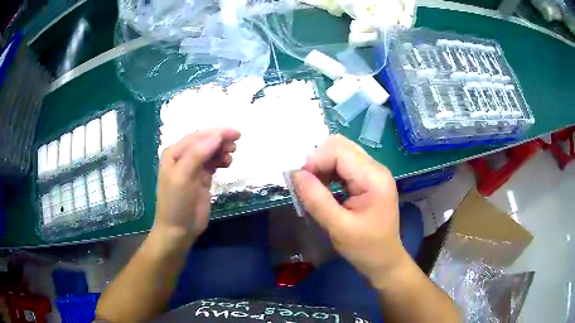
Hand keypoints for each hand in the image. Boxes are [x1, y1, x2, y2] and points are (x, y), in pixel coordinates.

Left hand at [154, 128, 240, 243]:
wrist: (178, 230)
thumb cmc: (177, 202)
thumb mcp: (183, 177)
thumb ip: (198, 154)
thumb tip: (217, 136)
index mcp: (174, 153)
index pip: (197, 137)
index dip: (216, 133)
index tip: (235, 133)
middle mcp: (183, 158)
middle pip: (204, 143)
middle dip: (220, 140)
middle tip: (236, 143)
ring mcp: (193, 169)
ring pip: (210, 153)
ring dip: (221, 150)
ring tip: (232, 154)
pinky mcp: (201, 179)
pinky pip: (213, 164)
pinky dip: (221, 161)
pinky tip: (227, 163)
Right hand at [292, 135, 408, 287]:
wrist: (384, 260)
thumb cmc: (365, 248)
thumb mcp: (338, 228)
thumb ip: (317, 200)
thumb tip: (296, 174)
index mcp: (374, 178)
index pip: (339, 151)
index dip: (315, 160)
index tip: (299, 180)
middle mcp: (376, 168)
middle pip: (341, 146)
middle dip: (318, 159)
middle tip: (305, 183)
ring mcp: (373, 173)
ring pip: (341, 153)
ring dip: (322, 165)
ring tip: (312, 187)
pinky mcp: (368, 179)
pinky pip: (344, 165)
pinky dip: (329, 172)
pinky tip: (322, 188)